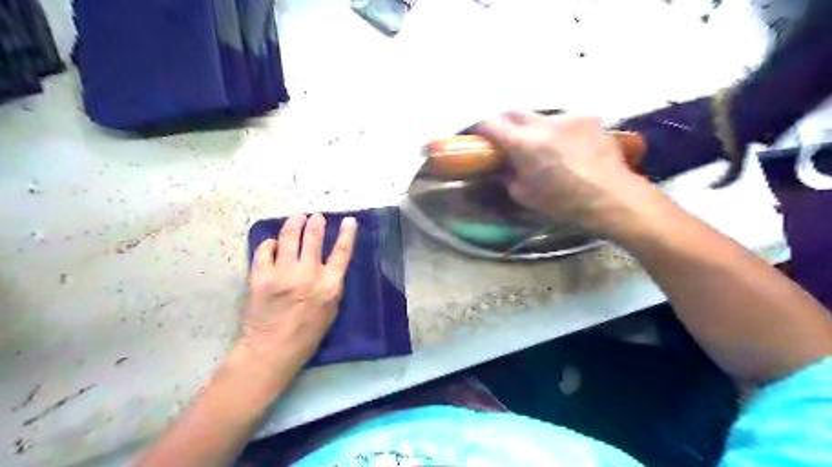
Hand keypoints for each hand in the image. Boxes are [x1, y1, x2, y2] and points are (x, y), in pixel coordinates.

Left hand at [241, 215, 356, 371]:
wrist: (272, 349)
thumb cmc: (307, 334)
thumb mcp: (331, 310)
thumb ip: (331, 285)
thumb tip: (329, 265)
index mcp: (330, 285)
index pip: (342, 252)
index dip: (347, 234)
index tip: (349, 220)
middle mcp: (308, 274)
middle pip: (314, 238)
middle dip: (315, 223)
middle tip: (315, 217)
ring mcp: (283, 274)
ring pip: (289, 237)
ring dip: (294, 224)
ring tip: (296, 218)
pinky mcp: (261, 277)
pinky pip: (265, 250)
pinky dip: (269, 243)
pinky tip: (272, 243)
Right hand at [478, 111, 645, 232]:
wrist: (611, 197)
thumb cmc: (563, 202)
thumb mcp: (525, 195)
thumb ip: (509, 176)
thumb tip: (504, 167)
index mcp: (524, 144)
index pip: (492, 124)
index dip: (481, 127)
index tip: (478, 135)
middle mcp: (544, 124)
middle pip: (514, 111)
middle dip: (505, 122)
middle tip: (505, 136)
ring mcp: (568, 117)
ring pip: (541, 116)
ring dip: (534, 128)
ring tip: (542, 145)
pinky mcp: (589, 118)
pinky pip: (565, 121)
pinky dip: (559, 131)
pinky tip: (568, 146)